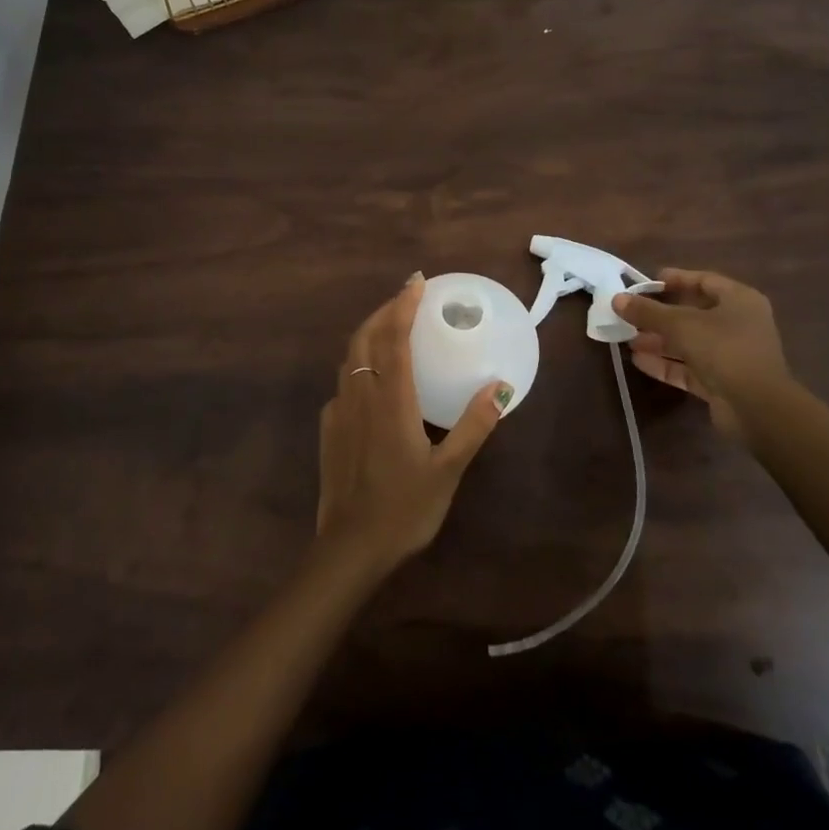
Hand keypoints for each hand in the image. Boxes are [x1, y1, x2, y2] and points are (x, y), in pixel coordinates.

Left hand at [315, 274, 508, 578]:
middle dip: (384, 310)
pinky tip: (371, 378)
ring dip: (369, 332)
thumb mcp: (448, 470)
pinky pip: (343, 382)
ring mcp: (339, 410)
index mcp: (391, 399)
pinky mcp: (329, 428)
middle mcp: (360, 394)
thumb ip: (473, 426)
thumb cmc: (404, 509)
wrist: (350, 547)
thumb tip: (500, 387)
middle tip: (407, 297)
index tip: (417, 281)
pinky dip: (358, 363)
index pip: (395, 338)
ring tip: (391, 327)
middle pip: (366, 337)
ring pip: (350, 356)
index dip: (405, 305)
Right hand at [614, 270, 792, 435]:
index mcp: (739, 301)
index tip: (647, 282)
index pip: (704, 281)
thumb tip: (617, 299)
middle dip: (659, 315)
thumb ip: (648, 311)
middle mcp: (738, 324)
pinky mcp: (721, 382)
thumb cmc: (724, 349)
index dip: (675, 279)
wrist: (757, 408)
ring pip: (689, 342)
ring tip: (627, 338)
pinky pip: (689, 367)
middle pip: (693, 313)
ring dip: (658, 340)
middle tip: (630, 313)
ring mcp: (730, 355)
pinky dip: (666, 363)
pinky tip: (638, 361)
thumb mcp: (680, 324)